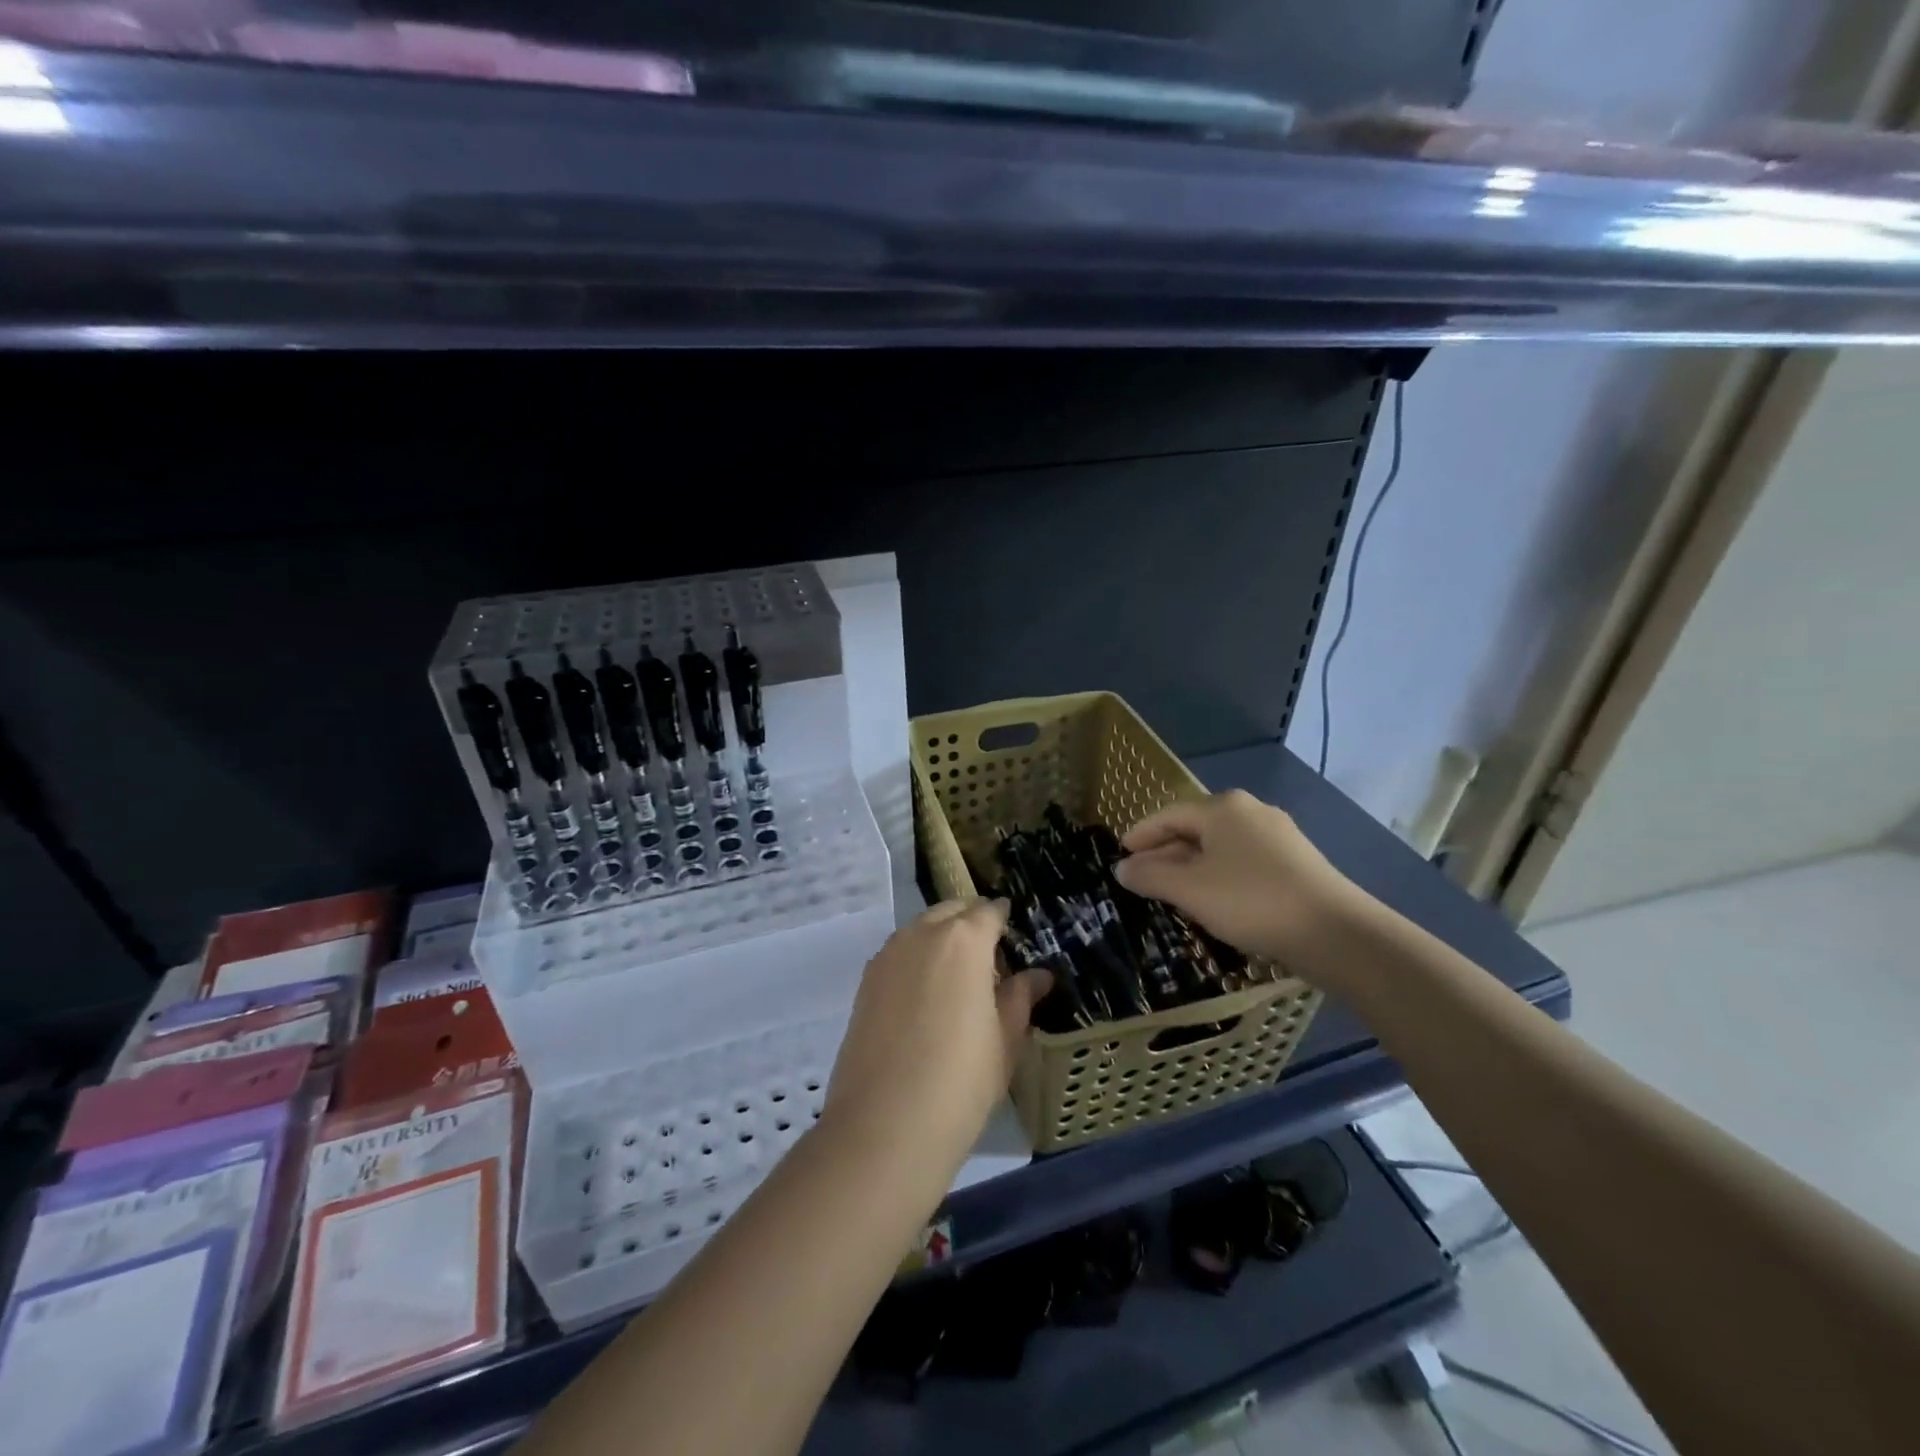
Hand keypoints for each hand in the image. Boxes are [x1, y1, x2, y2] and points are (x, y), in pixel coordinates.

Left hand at [825, 899, 1052, 1172]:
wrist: (883, 1126)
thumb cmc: (960, 1082)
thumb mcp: (1005, 1041)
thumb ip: (1020, 998)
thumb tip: (1038, 975)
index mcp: (964, 940)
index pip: (988, 911)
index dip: (1003, 919)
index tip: (1013, 936)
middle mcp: (922, 934)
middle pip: (951, 911)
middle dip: (971, 923)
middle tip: (988, 959)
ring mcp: (888, 955)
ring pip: (921, 929)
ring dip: (941, 939)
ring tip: (957, 980)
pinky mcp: (865, 981)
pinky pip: (899, 954)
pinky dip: (916, 960)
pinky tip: (925, 998)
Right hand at [1114, 790, 1370, 984]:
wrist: (1336, 933)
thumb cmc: (1251, 901)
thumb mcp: (1190, 890)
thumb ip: (1150, 876)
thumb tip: (1122, 868)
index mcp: (1222, 808)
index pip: (1168, 815)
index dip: (1140, 835)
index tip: (1121, 856)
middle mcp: (1250, 811)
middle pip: (1194, 828)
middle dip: (1165, 853)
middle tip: (1142, 879)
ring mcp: (1277, 836)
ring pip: (1220, 847)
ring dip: (1191, 867)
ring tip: (1173, 893)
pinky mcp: (1296, 862)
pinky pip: (1243, 861)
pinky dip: (1219, 875)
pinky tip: (1214, 900)